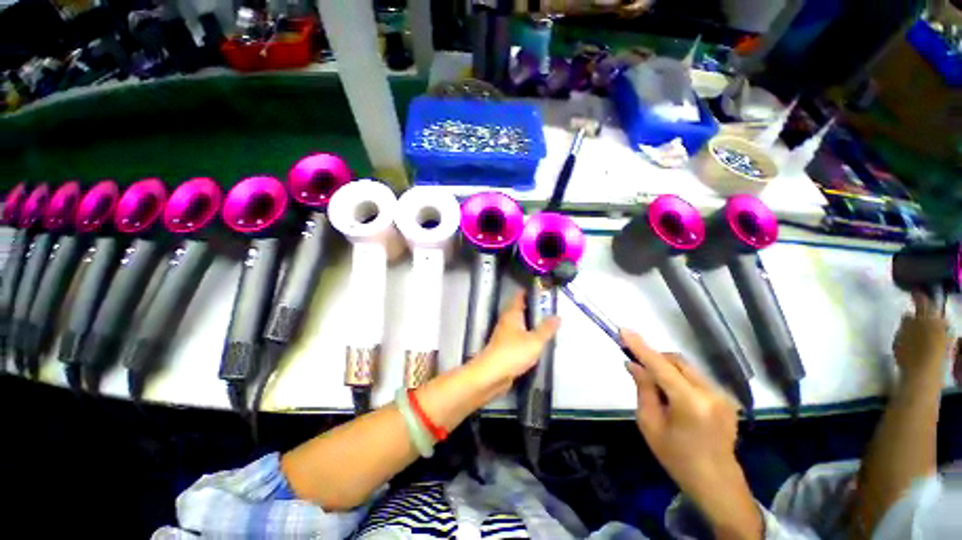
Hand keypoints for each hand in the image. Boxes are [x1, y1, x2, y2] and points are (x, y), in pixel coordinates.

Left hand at [470, 292, 559, 397]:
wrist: (492, 374)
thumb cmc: (513, 352)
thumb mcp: (535, 340)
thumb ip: (546, 329)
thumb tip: (557, 316)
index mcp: (512, 314)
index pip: (519, 297)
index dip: (528, 291)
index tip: (540, 288)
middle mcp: (506, 321)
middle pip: (519, 309)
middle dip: (532, 307)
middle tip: (549, 307)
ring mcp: (504, 334)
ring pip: (518, 323)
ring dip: (530, 322)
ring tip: (545, 322)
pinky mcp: (504, 347)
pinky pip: (518, 336)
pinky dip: (526, 335)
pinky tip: (536, 341)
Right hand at [622, 330, 761, 539]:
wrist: (717, 484)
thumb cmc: (677, 458)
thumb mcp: (650, 425)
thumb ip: (643, 389)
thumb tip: (633, 364)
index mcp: (691, 404)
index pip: (661, 366)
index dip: (641, 347)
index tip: (624, 330)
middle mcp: (710, 393)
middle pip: (676, 361)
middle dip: (654, 359)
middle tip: (636, 367)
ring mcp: (722, 395)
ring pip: (686, 367)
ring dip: (666, 369)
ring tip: (656, 388)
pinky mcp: (725, 397)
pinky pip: (695, 377)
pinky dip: (678, 378)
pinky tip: (673, 397)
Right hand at [894, 293, 948, 382]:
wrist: (924, 375)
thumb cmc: (909, 353)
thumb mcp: (901, 337)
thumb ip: (905, 323)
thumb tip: (908, 314)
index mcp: (927, 317)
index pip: (923, 301)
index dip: (917, 295)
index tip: (912, 291)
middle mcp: (939, 323)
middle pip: (934, 312)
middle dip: (926, 309)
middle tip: (918, 307)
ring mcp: (945, 335)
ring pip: (938, 323)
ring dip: (930, 321)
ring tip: (923, 322)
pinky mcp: (946, 346)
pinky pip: (940, 333)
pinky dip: (934, 331)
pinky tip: (928, 336)